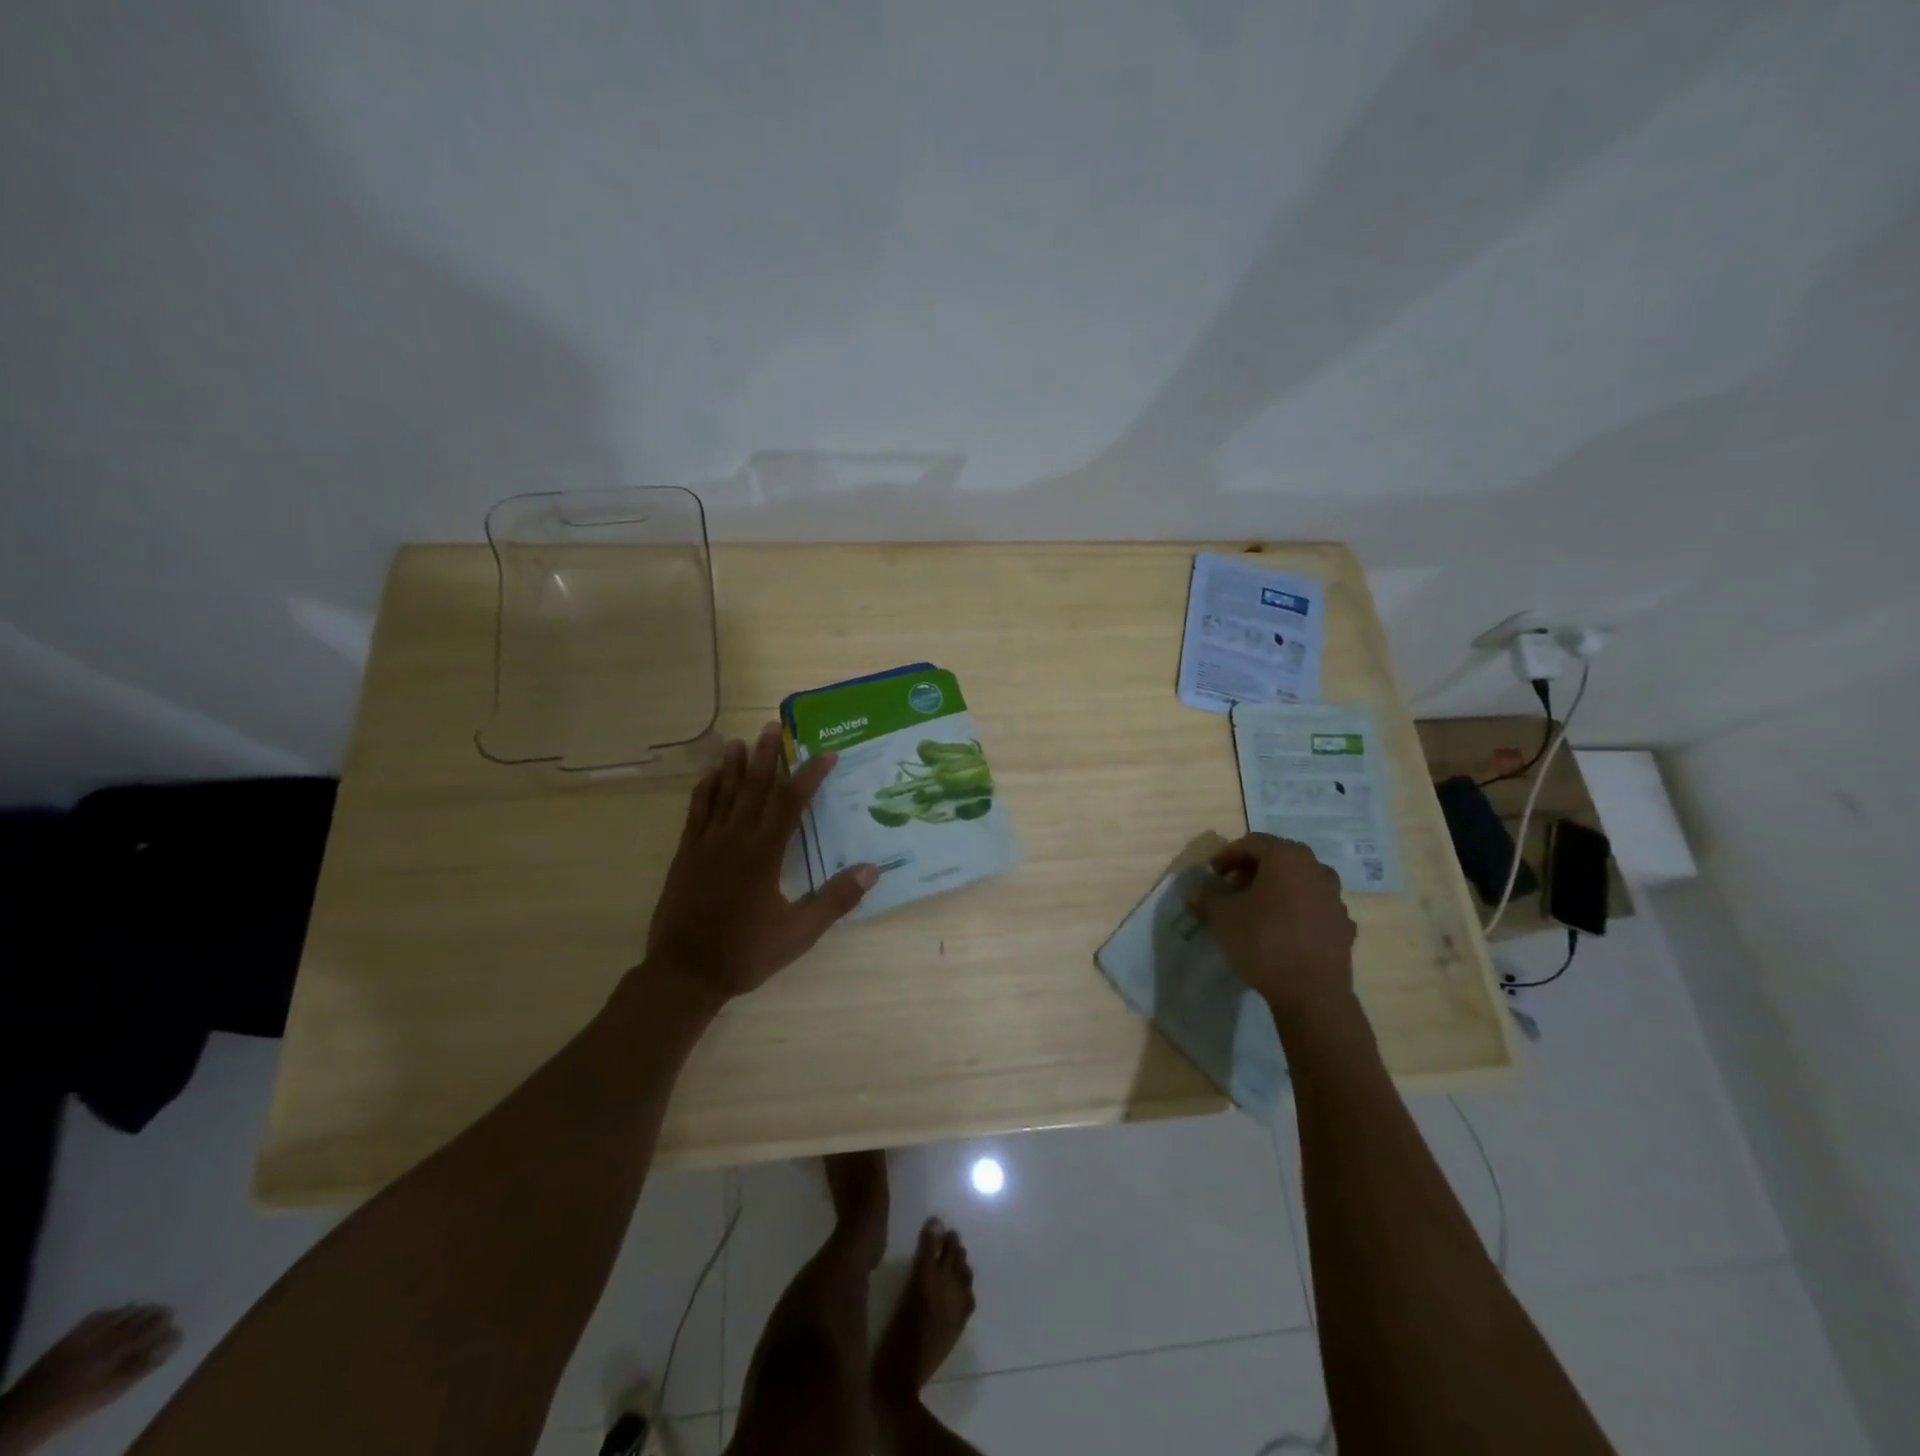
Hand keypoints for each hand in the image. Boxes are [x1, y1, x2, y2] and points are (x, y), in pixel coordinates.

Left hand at [645, 722, 877, 1000]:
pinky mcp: (686, 854)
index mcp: (764, 854)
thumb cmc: (745, 953)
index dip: (810, 775)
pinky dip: (705, 790)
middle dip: (768, 756)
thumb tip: (872, 869)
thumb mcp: (799, 933)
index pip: (791, 803)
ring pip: (724, 794)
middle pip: (755, 788)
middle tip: (775, 727)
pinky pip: (697, 812)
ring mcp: (706, 844)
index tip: (826, 753)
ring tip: (743, 740)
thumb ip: (835, 899)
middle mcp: (735, 839)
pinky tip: (710, 775)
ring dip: (736, 765)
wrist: (684, 973)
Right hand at [1189, 833, 1356, 1020]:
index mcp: (1286, 857)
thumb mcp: (1222, 917)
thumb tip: (1199, 893)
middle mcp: (1316, 869)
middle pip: (1279, 859)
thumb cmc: (1263, 941)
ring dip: (1277, 889)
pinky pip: (1314, 907)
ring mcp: (1335, 897)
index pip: (1252, 843)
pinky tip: (1281, 930)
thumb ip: (1207, 898)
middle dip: (1253, 870)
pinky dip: (1296, 911)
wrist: (1312, 992)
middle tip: (1232, 887)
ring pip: (1300, 882)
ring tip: (1257, 909)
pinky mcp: (1344, 925)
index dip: (1228, 855)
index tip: (1212, 874)